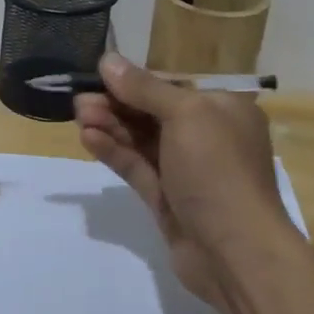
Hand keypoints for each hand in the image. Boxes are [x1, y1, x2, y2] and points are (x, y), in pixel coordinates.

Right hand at [74, 53, 289, 305]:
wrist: (235, 253)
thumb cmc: (218, 169)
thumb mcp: (185, 115)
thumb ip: (144, 88)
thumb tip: (108, 60)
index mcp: (223, 110)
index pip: (172, 86)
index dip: (134, 81)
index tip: (98, 76)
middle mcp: (206, 136)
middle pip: (152, 112)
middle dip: (116, 104)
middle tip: (79, 100)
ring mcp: (186, 170)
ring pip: (141, 140)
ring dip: (110, 125)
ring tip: (78, 116)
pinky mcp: (166, 198)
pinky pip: (136, 167)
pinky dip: (113, 151)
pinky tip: (88, 138)